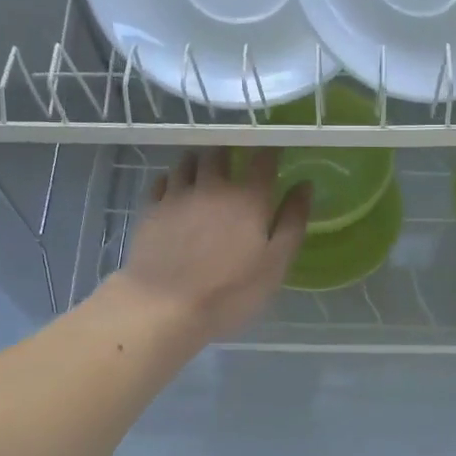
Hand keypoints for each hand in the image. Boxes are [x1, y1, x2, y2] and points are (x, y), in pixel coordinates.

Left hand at [108, 148, 308, 344]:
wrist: (164, 305)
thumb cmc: (229, 292)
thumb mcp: (275, 264)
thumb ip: (292, 222)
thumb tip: (304, 185)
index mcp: (249, 198)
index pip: (263, 160)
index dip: (271, 151)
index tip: (275, 151)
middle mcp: (213, 186)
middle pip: (221, 152)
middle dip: (230, 150)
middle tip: (236, 157)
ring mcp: (177, 195)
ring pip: (188, 161)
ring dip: (199, 159)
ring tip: (204, 167)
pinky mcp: (150, 209)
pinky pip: (162, 180)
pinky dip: (172, 178)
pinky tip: (174, 187)